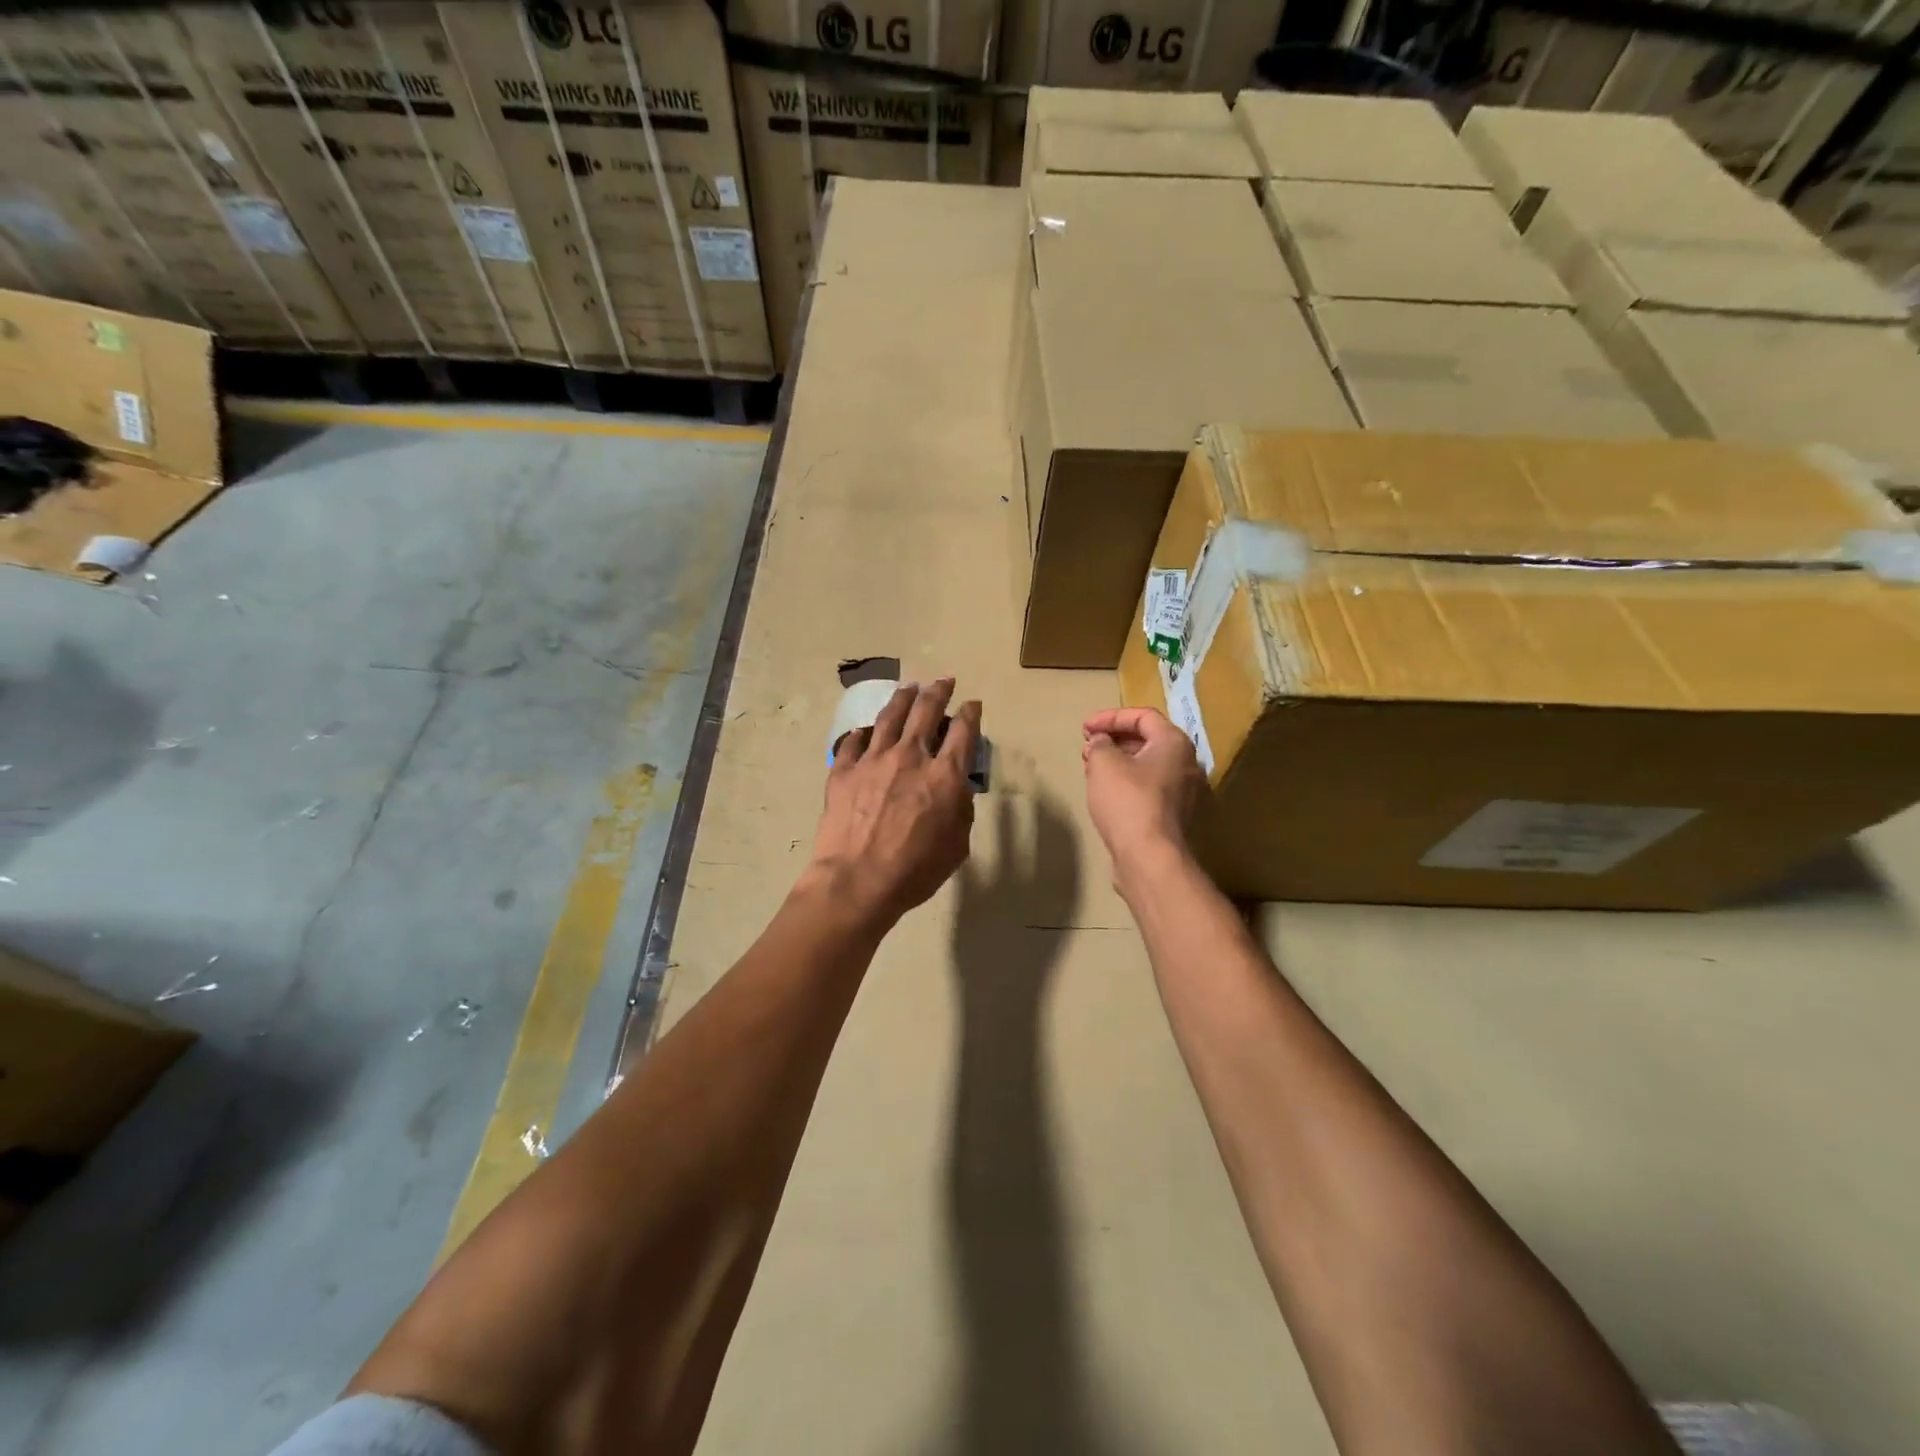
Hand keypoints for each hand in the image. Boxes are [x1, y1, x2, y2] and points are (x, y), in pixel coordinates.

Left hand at [809, 678, 980, 926]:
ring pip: (890, 716)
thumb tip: (957, 790)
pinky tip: (865, 730)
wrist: (856, 881)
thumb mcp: (957, 846)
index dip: (971, 713)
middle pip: (927, 711)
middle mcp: (911, 756)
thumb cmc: (915, 871)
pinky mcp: (843, 771)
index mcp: (945, 776)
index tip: (972, 705)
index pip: (964, 731)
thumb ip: (961, 810)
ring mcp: (873, 760)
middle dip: (939, 692)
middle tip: (944, 681)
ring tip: (909, 687)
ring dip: (903, 698)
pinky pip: (853, 742)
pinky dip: (862, 733)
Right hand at [1082, 707, 1204, 885]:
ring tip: (1090, 767)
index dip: (1111, 717)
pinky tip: (1104, 791)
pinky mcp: (1171, 815)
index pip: (1143, 716)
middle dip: (1113, 739)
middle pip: (1147, 739)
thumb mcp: (1104, 763)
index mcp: (1174, 743)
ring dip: (1117, 761)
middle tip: (1087, 746)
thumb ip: (1099, 744)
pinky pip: (1148, 787)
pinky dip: (1125, 781)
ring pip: (1146, 765)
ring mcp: (1182, 792)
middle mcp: (1185, 763)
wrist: (1149, 857)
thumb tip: (1100, 742)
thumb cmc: (1128, 801)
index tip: (1085, 728)